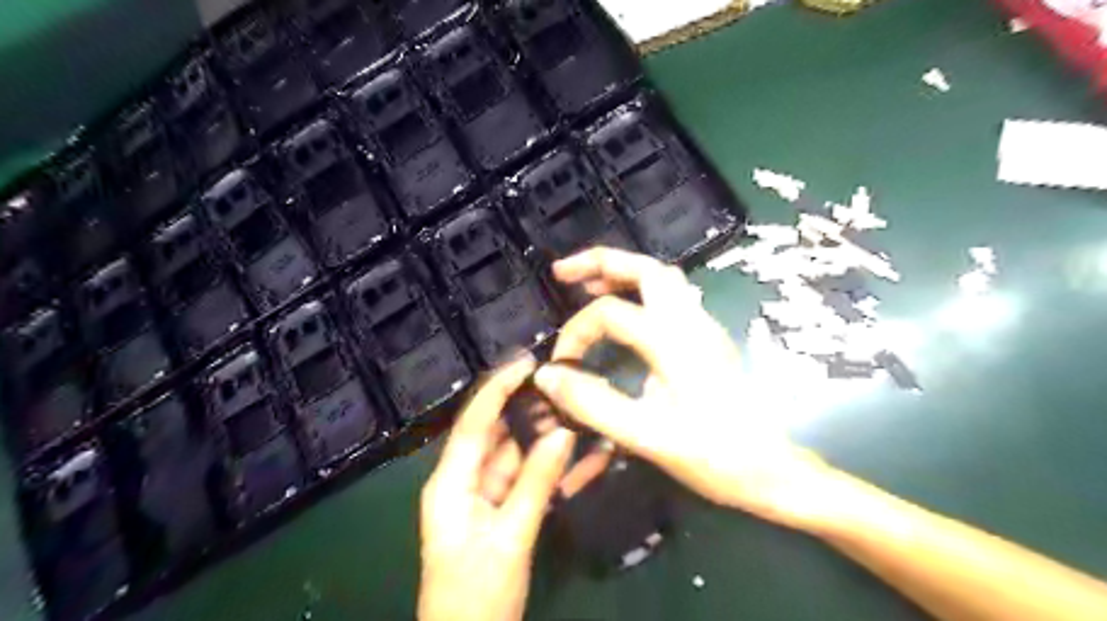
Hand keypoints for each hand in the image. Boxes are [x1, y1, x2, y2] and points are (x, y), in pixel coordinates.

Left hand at [422, 355, 579, 620]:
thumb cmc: (477, 595)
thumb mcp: (510, 538)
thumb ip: (536, 483)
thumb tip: (562, 433)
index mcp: (451, 482)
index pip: (475, 422)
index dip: (499, 388)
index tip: (528, 362)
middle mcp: (464, 481)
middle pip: (498, 434)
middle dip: (529, 410)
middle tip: (564, 386)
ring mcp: (484, 497)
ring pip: (517, 456)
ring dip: (545, 438)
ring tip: (579, 412)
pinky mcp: (502, 513)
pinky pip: (528, 481)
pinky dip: (553, 470)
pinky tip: (584, 457)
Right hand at [531, 251, 833, 530]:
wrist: (772, 470)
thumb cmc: (712, 456)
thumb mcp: (645, 435)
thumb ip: (592, 404)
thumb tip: (547, 376)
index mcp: (674, 340)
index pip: (609, 313)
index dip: (575, 333)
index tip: (560, 367)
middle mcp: (692, 322)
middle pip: (646, 268)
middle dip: (601, 262)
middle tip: (563, 273)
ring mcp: (705, 327)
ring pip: (664, 278)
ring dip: (624, 273)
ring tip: (590, 285)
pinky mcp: (709, 340)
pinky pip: (674, 297)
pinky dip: (642, 290)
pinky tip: (628, 312)